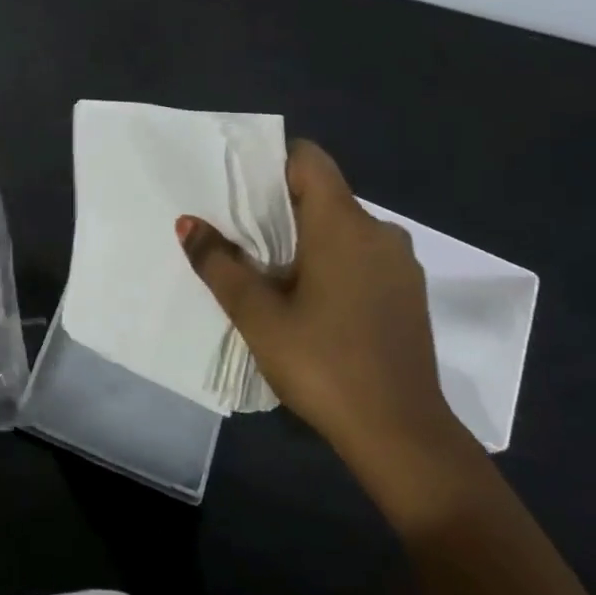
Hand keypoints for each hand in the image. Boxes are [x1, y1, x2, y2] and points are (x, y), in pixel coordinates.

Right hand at [176, 139, 461, 465]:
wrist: (402, 434)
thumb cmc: (323, 364)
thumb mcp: (258, 315)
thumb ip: (220, 263)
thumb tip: (187, 223)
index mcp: (344, 224)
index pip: (309, 160)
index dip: (271, 162)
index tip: (237, 186)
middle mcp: (379, 232)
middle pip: (322, 195)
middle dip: (278, 208)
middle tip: (236, 233)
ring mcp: (399, 264)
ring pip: (342, 229)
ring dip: (304, 239)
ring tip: (265, 271)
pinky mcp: (407, 293)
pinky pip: (361, 256)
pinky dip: (330, 262)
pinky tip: (307, 300)